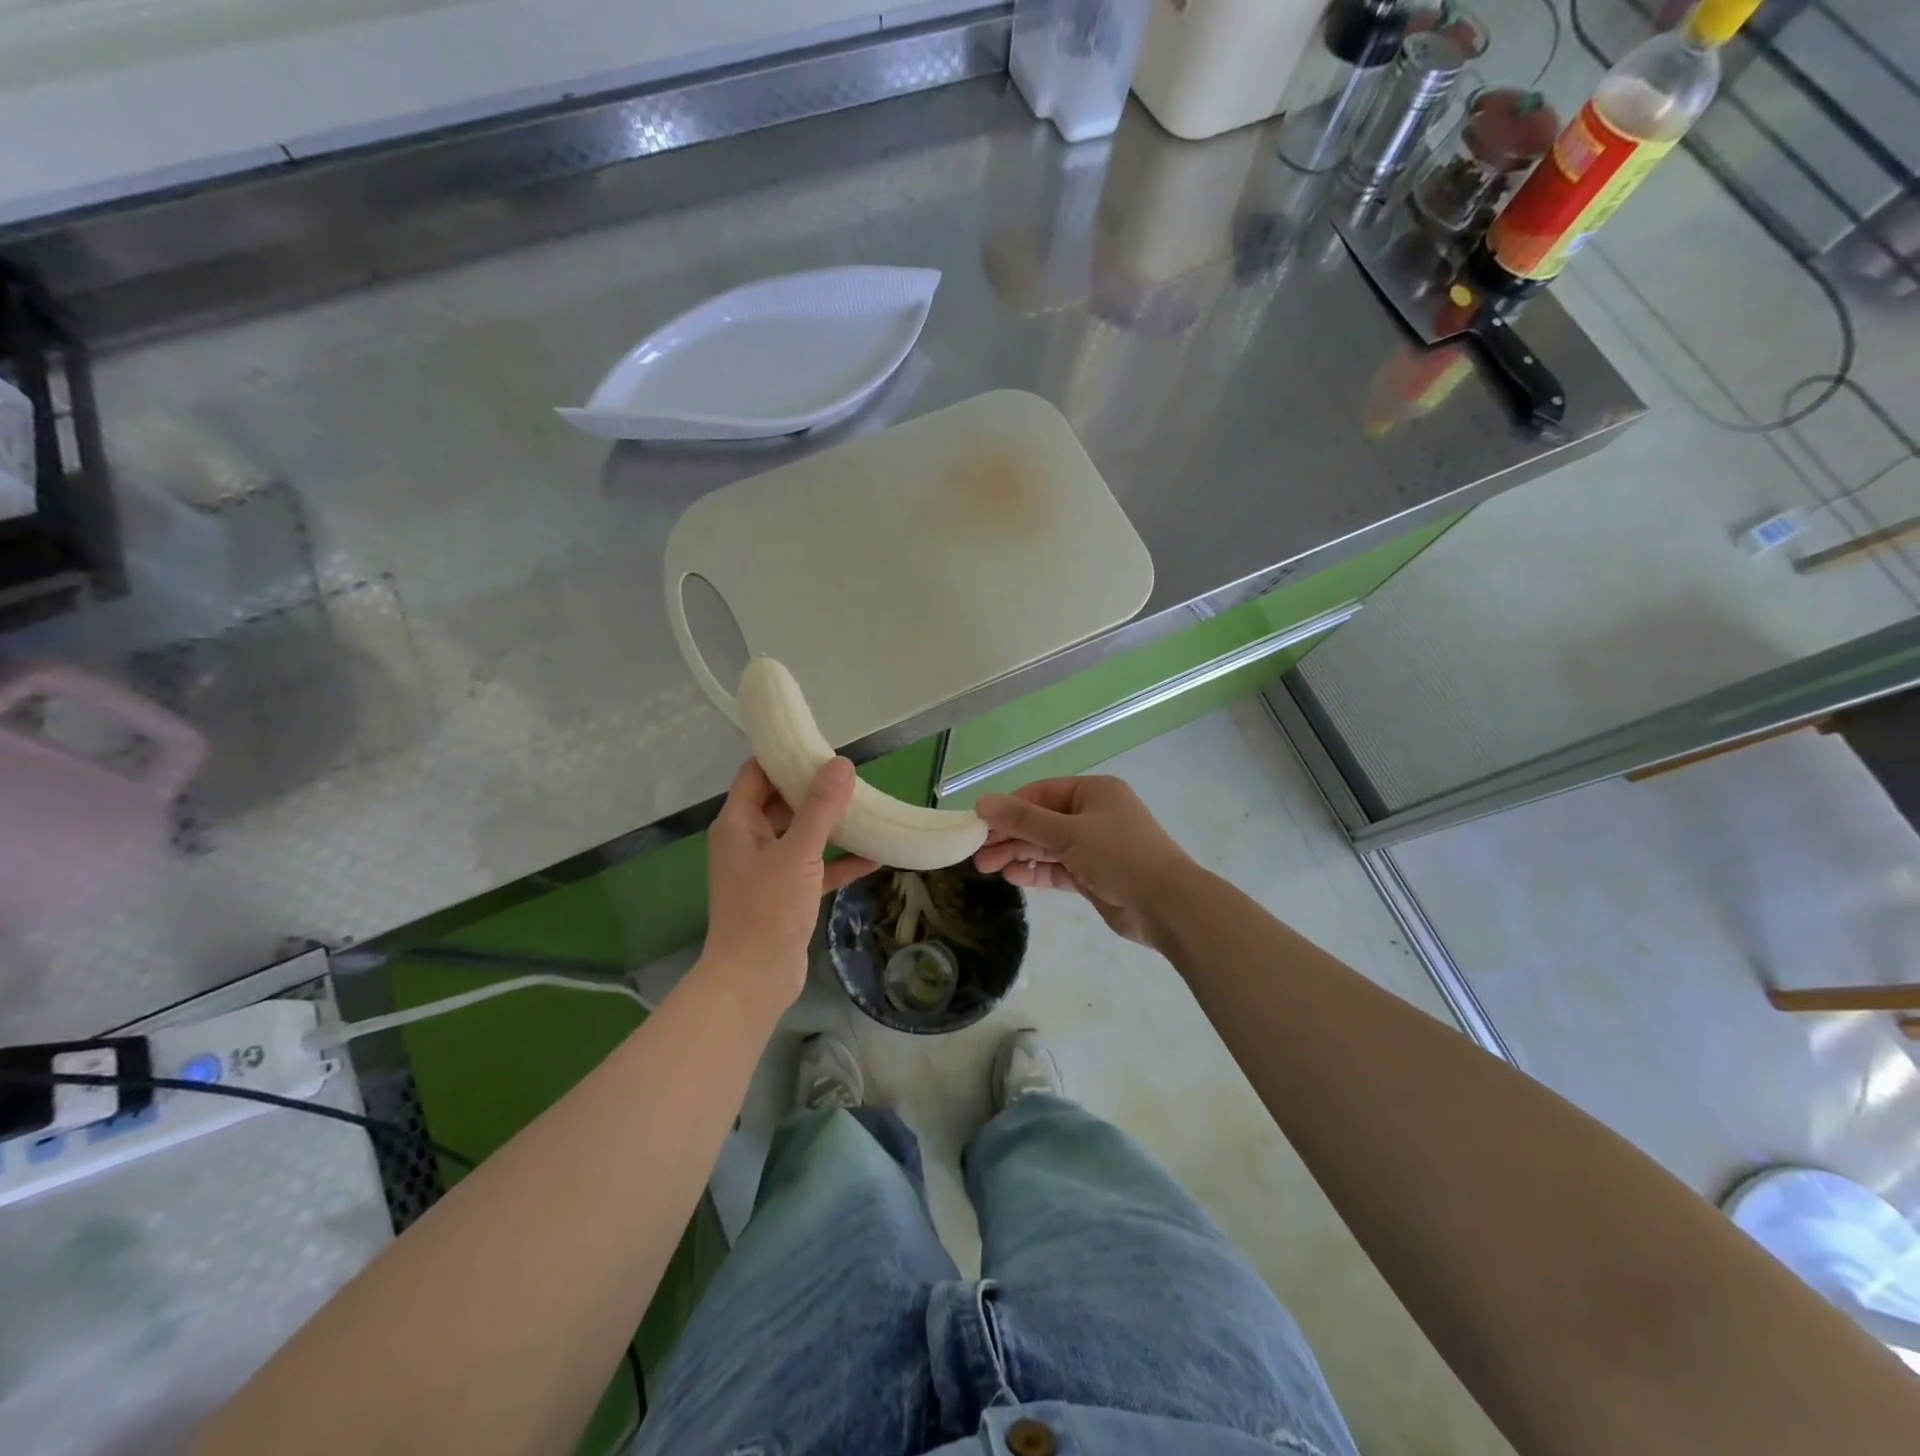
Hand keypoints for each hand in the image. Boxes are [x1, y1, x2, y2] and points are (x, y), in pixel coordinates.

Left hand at [703, 758, 876, 1010]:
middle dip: (815, 789)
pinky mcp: (787, 894)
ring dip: (831, 825)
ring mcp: (768, 869)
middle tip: (853, 776)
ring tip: (868, 809)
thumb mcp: (798, 852)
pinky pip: (816, 867)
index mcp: (738, 824)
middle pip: (782, 802)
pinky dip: (840, 860)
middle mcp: (749, 841)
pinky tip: (876, 856)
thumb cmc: (768, 909)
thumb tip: (841, 764)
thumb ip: (821, 808)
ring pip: (802, 835)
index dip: (784, 757)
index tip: (820, 745)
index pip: (757, 774)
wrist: (754, 980)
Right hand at [973, 775, 1196, 945]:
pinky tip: (1012, 877)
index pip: (1041, 793)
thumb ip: (1023, 820)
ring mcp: (1094, 847)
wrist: (1167, 905)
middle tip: (977, 852)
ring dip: (1018, 854)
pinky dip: (1035, 871)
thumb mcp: (1068, 833)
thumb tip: (981, 802)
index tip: (979, 823)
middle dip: (1009, 835)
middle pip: (1041, 820)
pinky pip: (1057, 869)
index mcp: (1093, 792)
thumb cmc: (1120, 855)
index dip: (1009, 807)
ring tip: (986, 868)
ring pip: (1047, 846)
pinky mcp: (1093, 876)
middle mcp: (1093, 815)